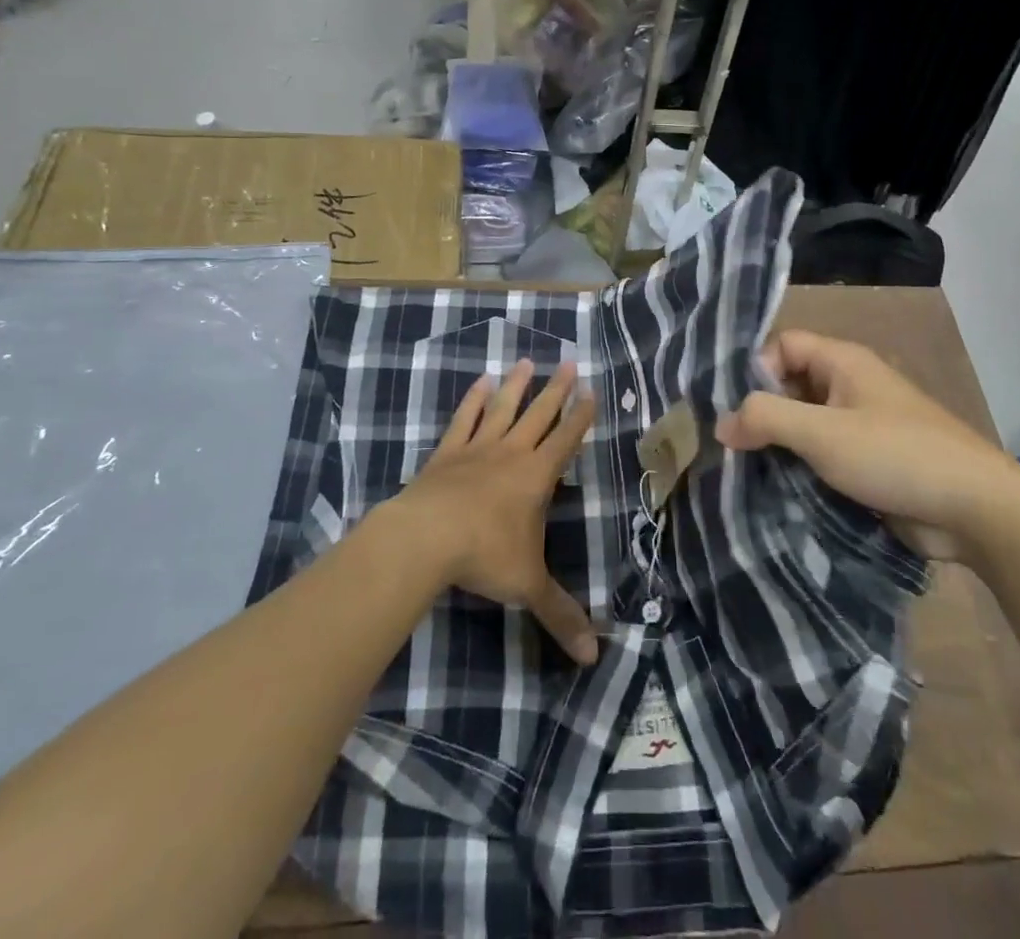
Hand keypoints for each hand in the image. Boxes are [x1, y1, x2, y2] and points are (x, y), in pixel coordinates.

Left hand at [392, 359, 599, 664]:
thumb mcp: (528, 586)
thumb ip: (560, 615)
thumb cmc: (485, 556)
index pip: (567, 440)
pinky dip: (472, 400)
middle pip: (540, 414)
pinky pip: (463, 419)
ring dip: (517, 385)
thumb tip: (593, 657)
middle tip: (570, 362)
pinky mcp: (446, 452)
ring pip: (503, 409)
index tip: (591, 390)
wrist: (426, 538)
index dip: (581, 416)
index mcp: (537, 476)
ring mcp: (476, 448)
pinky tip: (479, 382)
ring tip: (527, 361)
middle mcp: (511, 453)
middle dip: (557, 390)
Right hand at [714, 331, 1019, 561]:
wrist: (977, 510)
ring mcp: (861, 425)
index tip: (734, 410)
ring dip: (778, 446)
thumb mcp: (822, 433)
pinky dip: (800, 468)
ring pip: (804, 424)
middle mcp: (849, 385)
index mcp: (842, 361)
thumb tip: (720, 423)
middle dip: (761, 413)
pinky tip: (777, 491)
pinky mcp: (868, 462)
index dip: (755, 369)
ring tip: (746, 473)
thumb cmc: (895, 456)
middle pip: (790, 385)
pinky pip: (822, 455)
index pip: (782, 345)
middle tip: (730, 447)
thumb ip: (766, 419)